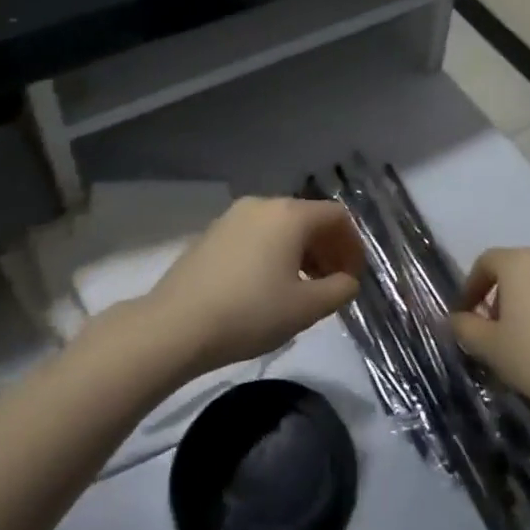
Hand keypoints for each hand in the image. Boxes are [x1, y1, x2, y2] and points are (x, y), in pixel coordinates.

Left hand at [142, 197, 363, 375]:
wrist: (175, 325)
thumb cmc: (250, 313)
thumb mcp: (306, 308)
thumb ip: (339, 290)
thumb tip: (347, 280)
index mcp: (290, 214)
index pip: (336, 217)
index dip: (353, 245)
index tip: (353, 277)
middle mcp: (263, 204)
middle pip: (308, 218)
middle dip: (327, 249)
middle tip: (332, 284)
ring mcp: (233, 216)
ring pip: (280, 227)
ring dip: (300, 252)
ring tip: (301, 289)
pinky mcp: (212, 233)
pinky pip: (256, 235)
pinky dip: (273, 253)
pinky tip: (266, 286)